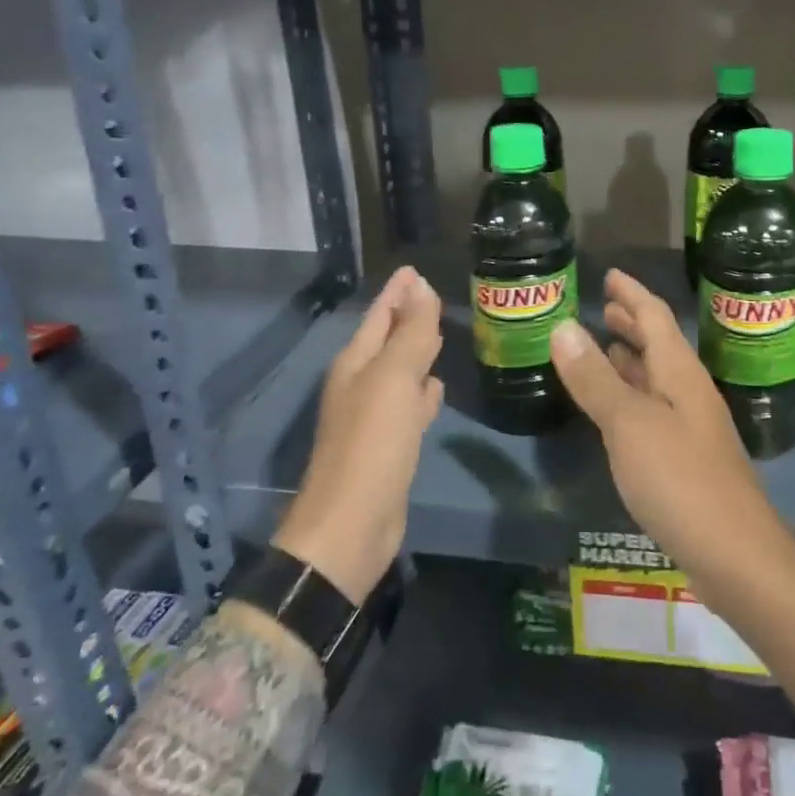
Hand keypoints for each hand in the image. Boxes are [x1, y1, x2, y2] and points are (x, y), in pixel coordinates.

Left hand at [273, 266, 442, 600]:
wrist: (352, 526)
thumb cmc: (372, 443)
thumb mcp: (394, 379)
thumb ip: (411, 332)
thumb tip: (421, 286)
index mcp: (356, 364)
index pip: (379, 315)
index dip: (397, 292)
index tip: (414, 269)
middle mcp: (361, 385)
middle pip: (388, 340)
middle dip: (408, 316)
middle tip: (435, 296)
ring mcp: (375, 417)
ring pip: (401, 372)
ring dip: (418, 353)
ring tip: (442, 334)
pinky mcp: (390, 445)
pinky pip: (410, 405)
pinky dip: (423, 392)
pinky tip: (438, 388)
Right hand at [549, 269, 782, 575]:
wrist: (736, 555)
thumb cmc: (680, 479)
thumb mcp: (629, 424)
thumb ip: (596, 377)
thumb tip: (564, 326)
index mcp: (680, 372)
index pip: (655, 316)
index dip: (632, 294)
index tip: (609, 275)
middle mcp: (689, 392)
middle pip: (659, 345)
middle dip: (632, 323)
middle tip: (603, 308)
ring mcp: (691, 427)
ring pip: (657, 378)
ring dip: (631, 359)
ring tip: (604, 348)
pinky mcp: (687, 460)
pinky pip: (653, 410)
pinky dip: (631, 396)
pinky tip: (616, 410)